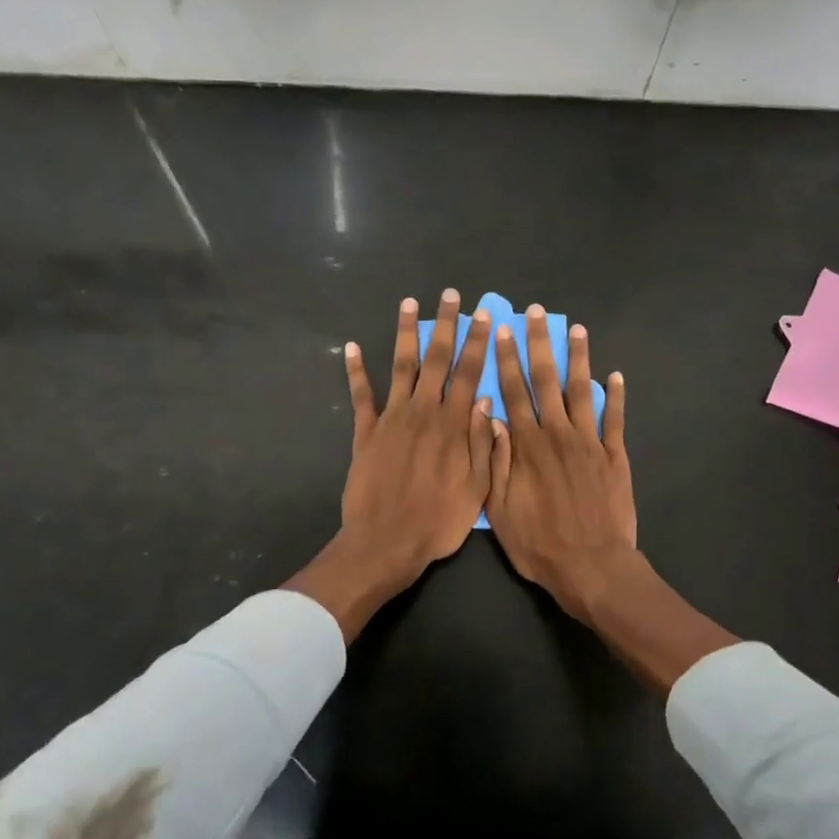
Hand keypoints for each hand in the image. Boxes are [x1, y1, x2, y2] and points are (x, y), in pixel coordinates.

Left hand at [284, 291, 494, 639]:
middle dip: (446, 325)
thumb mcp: (476, 487)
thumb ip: (482, 442)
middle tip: (451, 295)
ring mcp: (391, 419)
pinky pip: (361, 396)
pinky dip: (357, 371)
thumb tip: (485, 401)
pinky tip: (353, 347)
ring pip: (401, 366)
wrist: (386, 542)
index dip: (477, 343)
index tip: (483, 316)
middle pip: (436, 359)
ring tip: (409, 303)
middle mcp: (423, 412)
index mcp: (453, 425)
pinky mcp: (366, 433)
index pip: (468, 374)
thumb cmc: (438, 521)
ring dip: (405, 333)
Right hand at [486, 304, 634, 627]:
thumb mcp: (500, 508)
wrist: (592, 567)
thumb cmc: (539, 544)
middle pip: (546, 380)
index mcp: (526, 445)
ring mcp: (590, 443)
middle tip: (535, 313)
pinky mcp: (615, 457)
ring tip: (576, 329)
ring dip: (578, 358)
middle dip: (539, 344)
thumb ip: (495, 459)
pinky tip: (615, 376)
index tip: (501, 331)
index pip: (513, 392)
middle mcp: (558, 434)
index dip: (506, 360)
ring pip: (581, 391)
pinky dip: (615, 396)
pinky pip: (615, 419)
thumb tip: (490, 416)